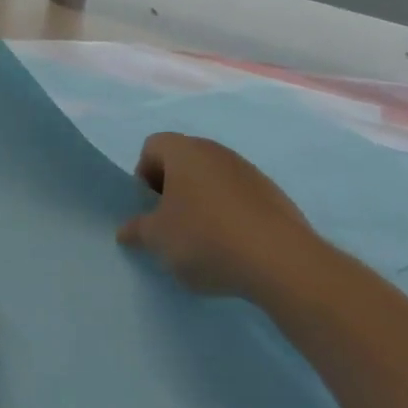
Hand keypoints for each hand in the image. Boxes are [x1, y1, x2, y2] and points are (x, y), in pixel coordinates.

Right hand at [118, 134, 330, 301]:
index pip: (152, 146)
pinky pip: (239, 197)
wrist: (280, 261)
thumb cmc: (204, 238)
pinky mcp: (274, 195)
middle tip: (170, 224)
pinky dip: (229, 215)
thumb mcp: (158, 239)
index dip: (143, 175)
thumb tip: (127, 230)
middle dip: (172, 190)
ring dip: (201, 202)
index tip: (149, 208)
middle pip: (183, 161)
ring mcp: (249, 171)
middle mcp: (216, 151)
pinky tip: (232, 246)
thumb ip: (138, 230)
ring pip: (212, 180)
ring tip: (203, 240)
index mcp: (184, 151)